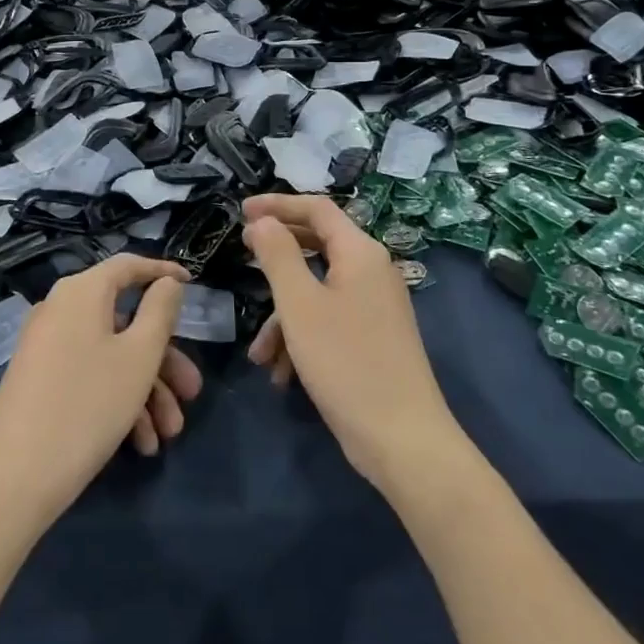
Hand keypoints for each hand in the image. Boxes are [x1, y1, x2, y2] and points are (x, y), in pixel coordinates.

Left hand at [0, 254, 202, 527]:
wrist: (13, 479)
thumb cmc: (88, 405)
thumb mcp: (139, 356)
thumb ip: (160, 311)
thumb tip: (166, 283)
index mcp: (82, 292)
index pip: (128, 266)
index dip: (162, 272)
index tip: (192, 284)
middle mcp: (60, 310)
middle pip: (124, 320)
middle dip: (164, 359)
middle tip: (192, 391)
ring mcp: (46, 347)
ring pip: (110, 355)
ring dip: (146, 390)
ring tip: (168, 434)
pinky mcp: (39, 381)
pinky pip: (89, 376)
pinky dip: (118, 401)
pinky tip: (140, 444)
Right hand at [242, 195, 461, 491]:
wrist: (402, 439)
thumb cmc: (345, 362)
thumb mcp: (300, 305)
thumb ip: (278, 255)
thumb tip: (262, 221)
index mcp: (360, 252)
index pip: (317, 208)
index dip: (278, 204)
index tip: (242, 210)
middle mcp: (372, 270)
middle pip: (319, 244)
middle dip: (278, 255)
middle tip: (242, 253)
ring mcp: (376, 305)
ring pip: (319, 290)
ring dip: (284, 314)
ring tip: (259, 354)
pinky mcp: (374, 336)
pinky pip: (331, 319)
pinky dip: (303, 337)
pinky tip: (282, 374)